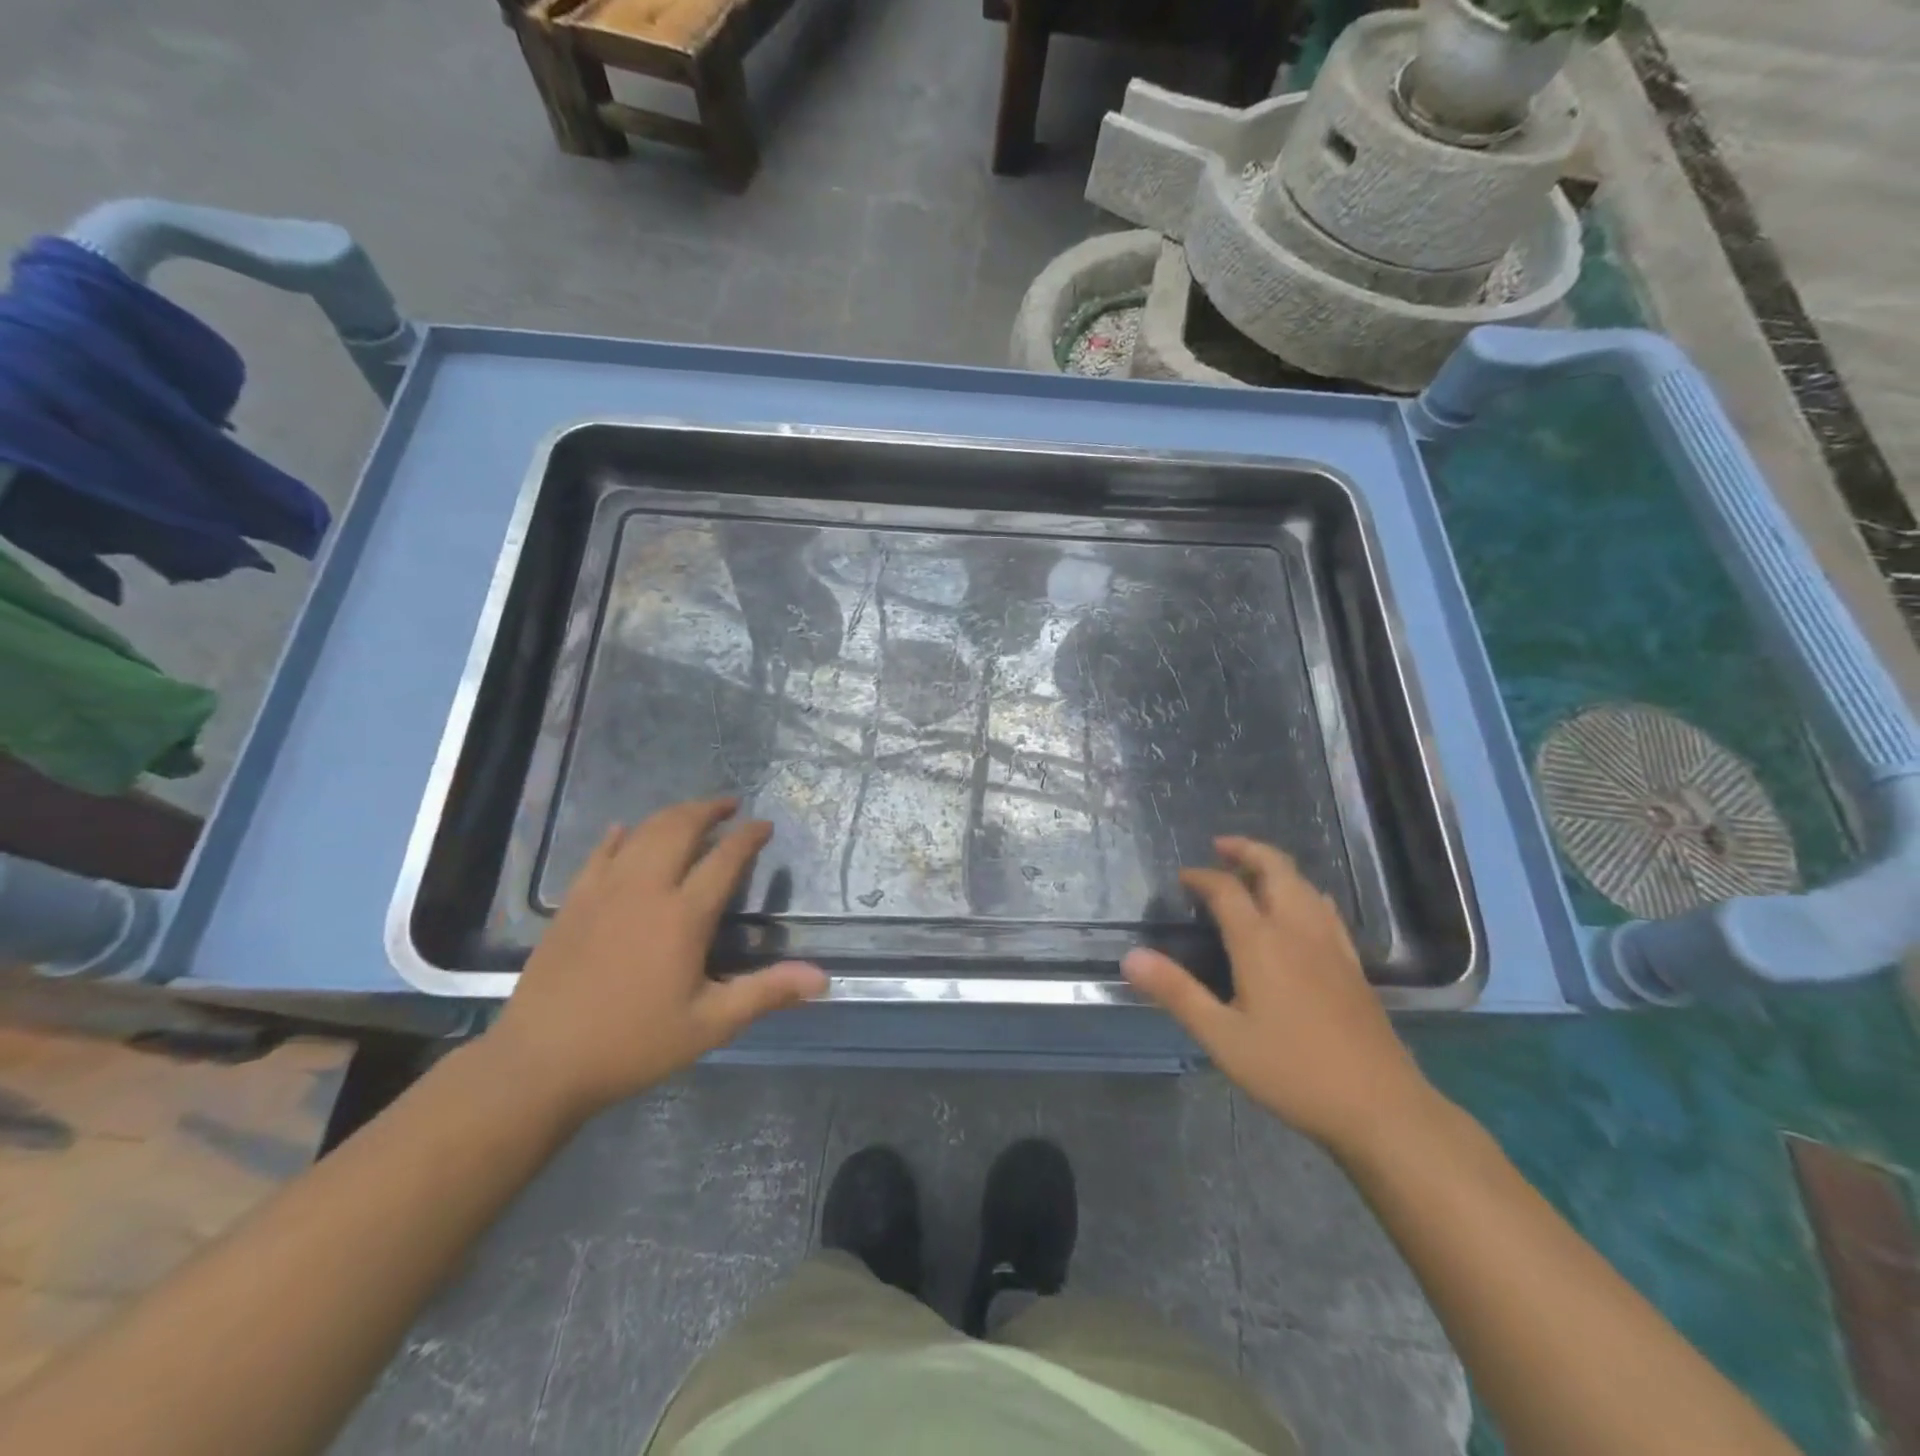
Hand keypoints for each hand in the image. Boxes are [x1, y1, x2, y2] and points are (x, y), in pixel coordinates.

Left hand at [488, 798, 827, 1121]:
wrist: (540, 1063)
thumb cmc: (633, 1044)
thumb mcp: (709, 1025)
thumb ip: (766, 993)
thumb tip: (822, 978)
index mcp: (683, 916)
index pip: (725, 859)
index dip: (748, 837)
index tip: (764, 826)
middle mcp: (645, 890)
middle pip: (679, 829)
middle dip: (708, 810)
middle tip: (730, 806)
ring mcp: (604, 891)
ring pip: (641, 833)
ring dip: (671, 816)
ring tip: (690, 814)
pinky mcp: (573, 903)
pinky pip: (599, 854)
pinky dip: (619, 836)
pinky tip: (624, 831)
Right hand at [1122, 836, 1437, 1152]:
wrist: (1379, 1106)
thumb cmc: (1291, 1070)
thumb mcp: (1222, 1037)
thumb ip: (1176, 992)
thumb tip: (1131, 957)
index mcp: (1261, 942)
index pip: (1226, 890)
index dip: (1202, 877)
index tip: (1183, 877)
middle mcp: (1297, 930)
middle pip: (1275, 868)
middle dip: (1247, 851)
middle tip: (1221, 847)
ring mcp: (1331, 944)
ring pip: (1304, 884)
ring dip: (1275, 867)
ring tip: (1253, 873)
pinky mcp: (1353, 963)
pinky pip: (1324, 907)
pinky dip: (1302, 891)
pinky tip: (1300, 911)